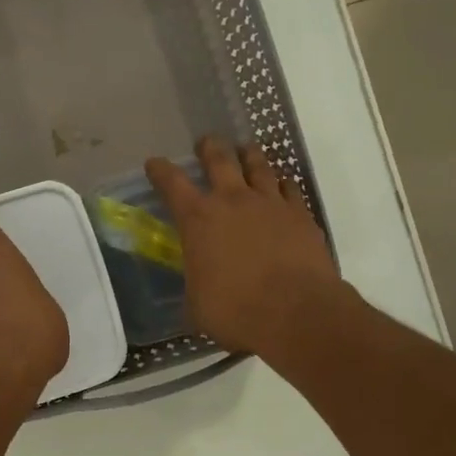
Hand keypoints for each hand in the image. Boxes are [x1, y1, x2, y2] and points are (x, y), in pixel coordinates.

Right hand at [145, 137, 342, 357]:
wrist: (297, 313)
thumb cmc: (236, 311)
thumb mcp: (198, 303)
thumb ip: (195, 282)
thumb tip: (197, 284)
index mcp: (198, 219)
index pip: (172, 183)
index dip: (160, 170)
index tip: (154, 163)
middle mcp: (233, 201)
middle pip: (219, 160)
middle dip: (210, 148)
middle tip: (206, 142)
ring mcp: (270, 203)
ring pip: (258, 166)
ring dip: (249, 155)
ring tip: (246, 150)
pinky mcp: (300, 215)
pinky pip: (289, 188)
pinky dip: (282, 183)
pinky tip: (281, 184)